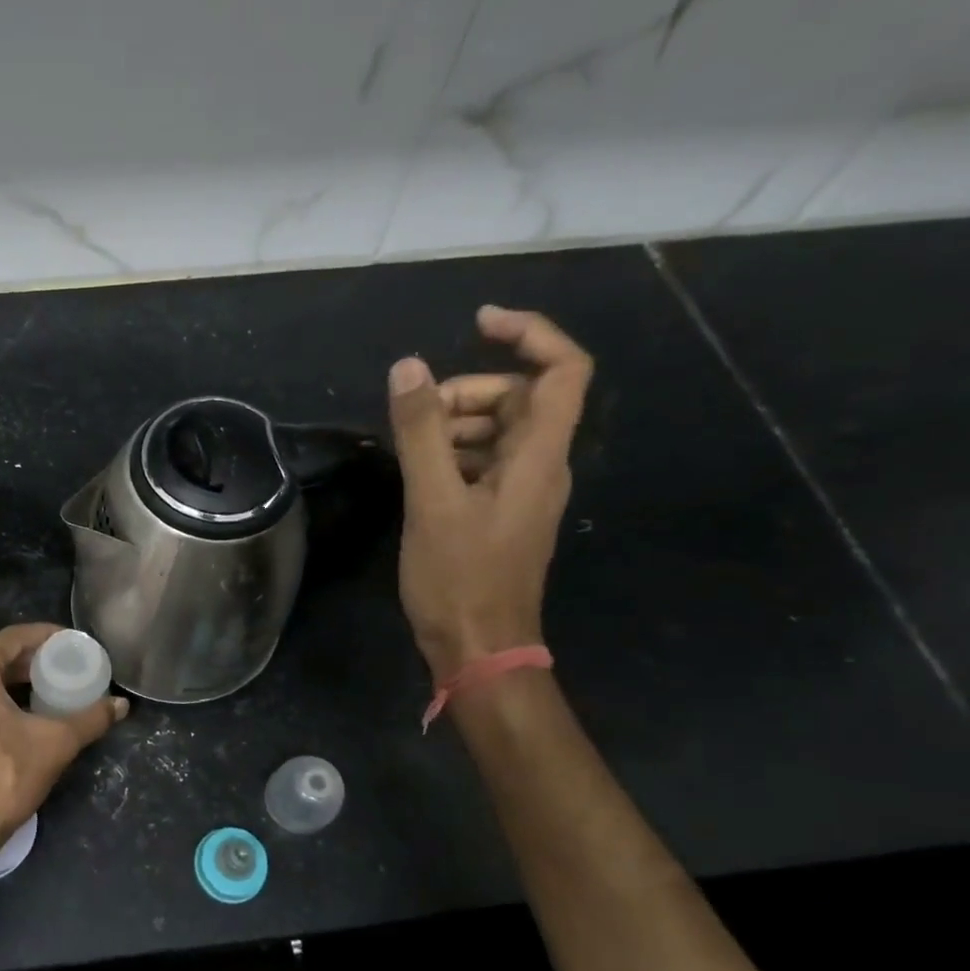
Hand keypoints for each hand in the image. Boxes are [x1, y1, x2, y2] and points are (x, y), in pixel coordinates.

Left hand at [0, 623, 128, 863]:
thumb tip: (120, 705)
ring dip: (8, 683)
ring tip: (42, 693)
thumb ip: (90, 718)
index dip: (47, 638)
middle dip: (28, 663)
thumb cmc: (1, 778)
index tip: (72, 644)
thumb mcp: (54, 744)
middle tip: (62, 670)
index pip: (14, 638)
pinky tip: (11, 718)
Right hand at [387, 306, 592, 681]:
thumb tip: (408, 367)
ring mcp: (521, 492)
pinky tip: (416, 474)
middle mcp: (541, 467)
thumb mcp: (432, 500)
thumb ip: (421, 431)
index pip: (563, 371)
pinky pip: (482, 464)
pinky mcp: (500, 514)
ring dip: (453, 424)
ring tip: (407, 446)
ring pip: (497, 432)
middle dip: (467, 391)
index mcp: (539, 456)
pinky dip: (450, 455)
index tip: (477, 322)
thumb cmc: (460, 577)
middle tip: (415, 412)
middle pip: (520, 398)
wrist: (478, 648)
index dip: (530, 333)